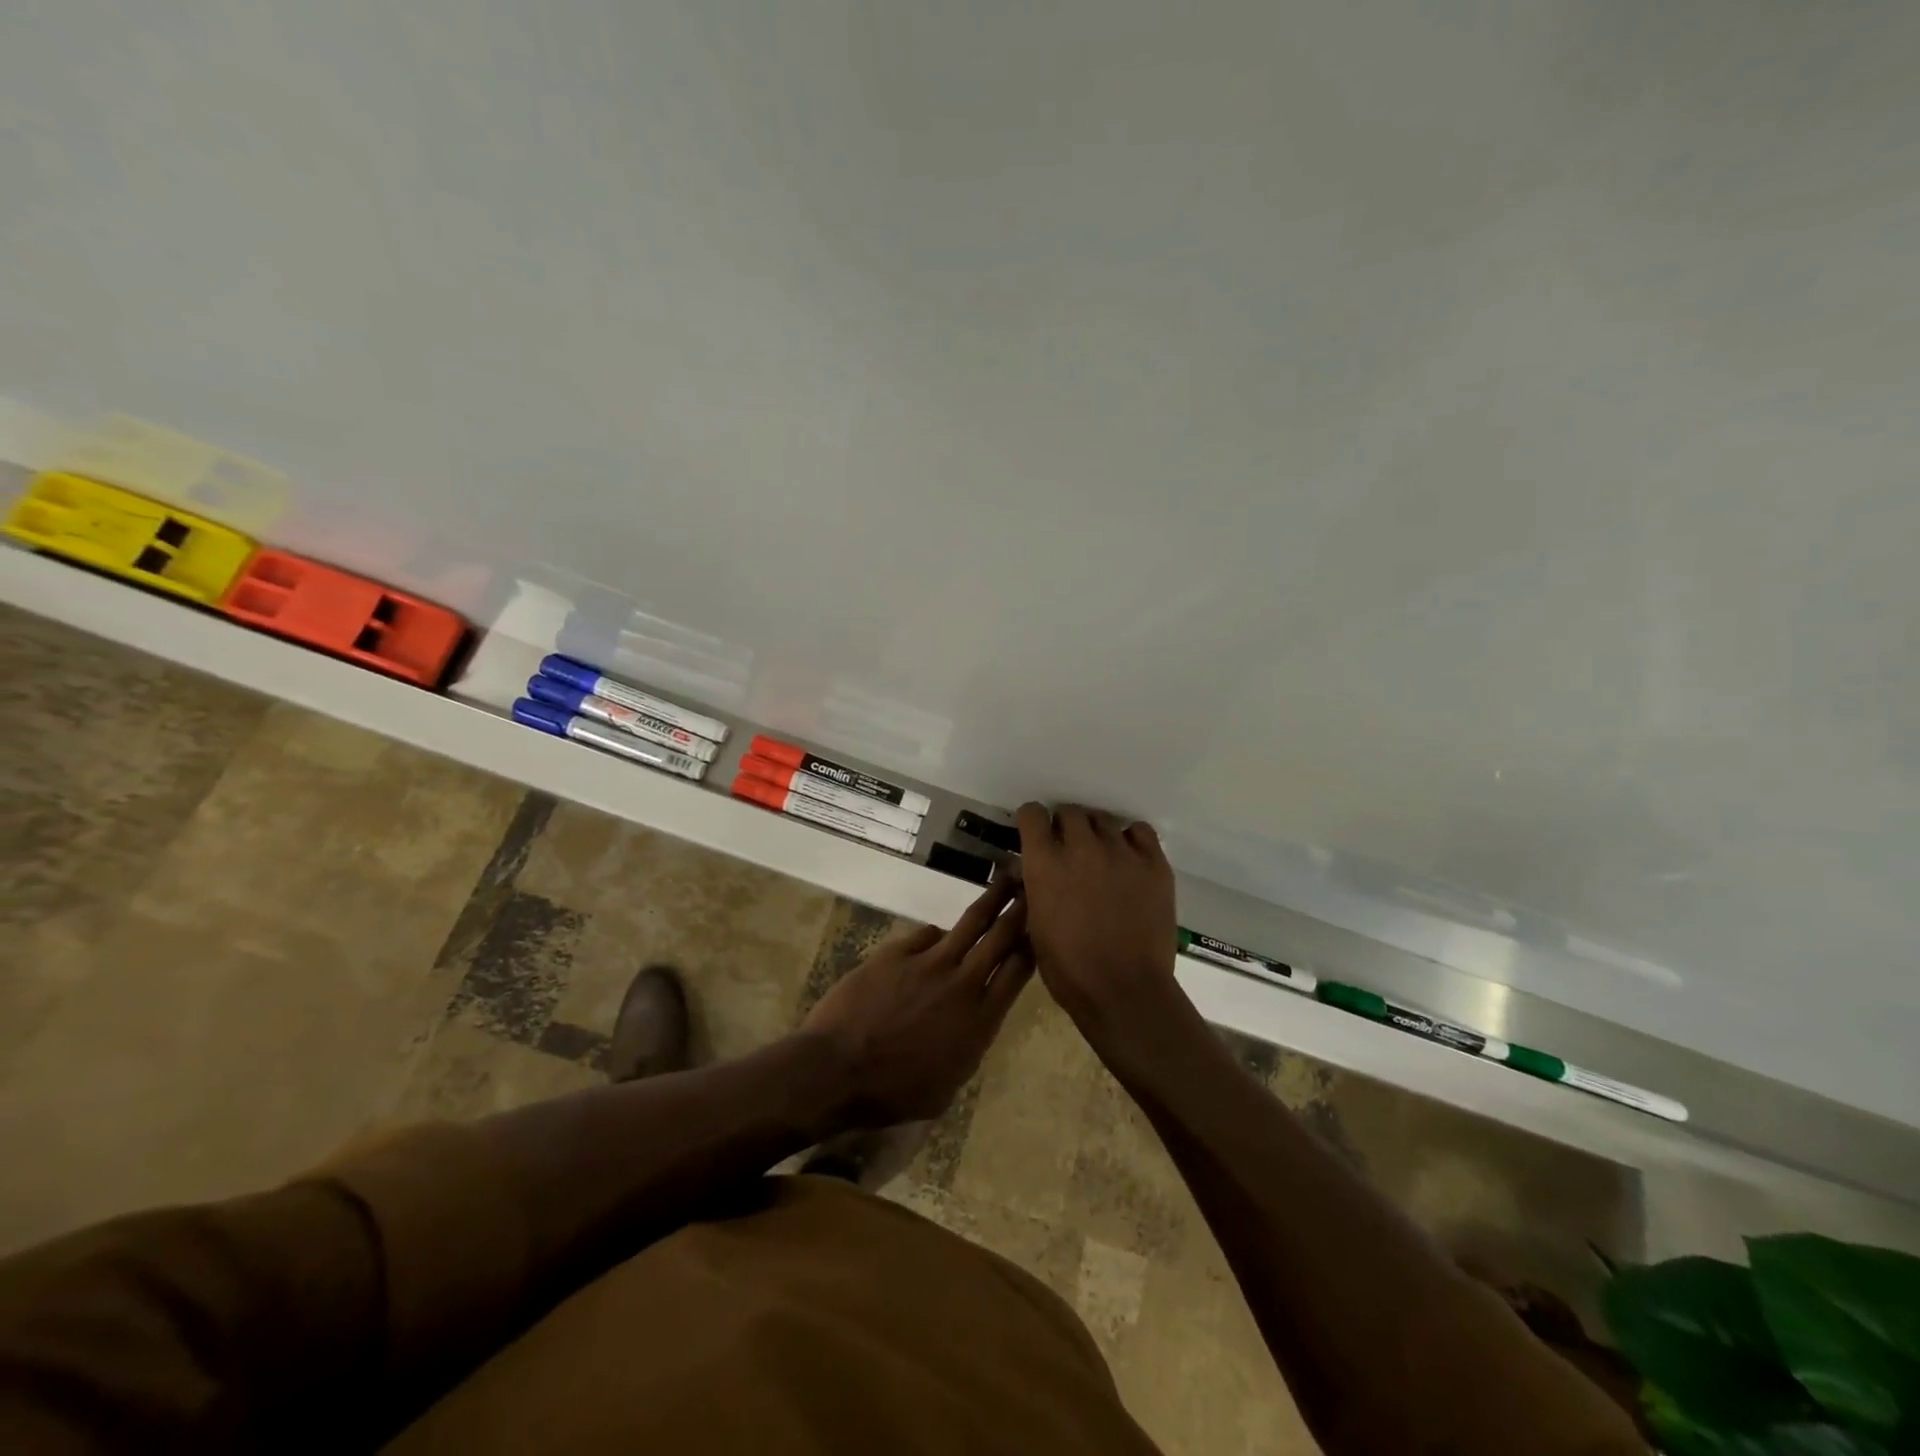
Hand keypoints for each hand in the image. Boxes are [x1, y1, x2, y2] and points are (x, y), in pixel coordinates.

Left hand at [800, 878, 1031, 1128]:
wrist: (837, 1069)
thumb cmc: (892, 1093)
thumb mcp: (947, 1087)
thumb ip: (968, 1047)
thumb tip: (972, 1025)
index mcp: (980, 1021)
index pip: (1018, 972)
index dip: (1033, 945)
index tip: (1043, 926)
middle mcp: (963, 984)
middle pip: (1000, 937)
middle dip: (1020, 910)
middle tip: (1034, 885)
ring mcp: (929, 962)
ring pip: (970, 923)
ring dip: (991, 899)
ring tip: (1006, 879)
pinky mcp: (898, 952)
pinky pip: (927, 935)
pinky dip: (936, 936)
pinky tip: (937, 938)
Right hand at [1016, 803, 1182, 1057]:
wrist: (1124, 991)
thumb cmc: (1069, 968)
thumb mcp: (1034, 924)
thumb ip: (1034, 885)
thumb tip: (1034, 868)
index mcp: (1045, 862)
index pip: (1033, 813)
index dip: (1033, 822)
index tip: (1036, 835)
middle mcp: (1081, 846)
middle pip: (1070, 812)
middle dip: (1065, 827)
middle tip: (1069, 850)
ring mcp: (1121, 852)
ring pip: (1104, 819)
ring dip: (1096, 833)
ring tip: (1100, 856)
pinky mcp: (1154, 863)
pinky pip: (1140, 831)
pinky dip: (1130, 839)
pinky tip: (1128, 859)